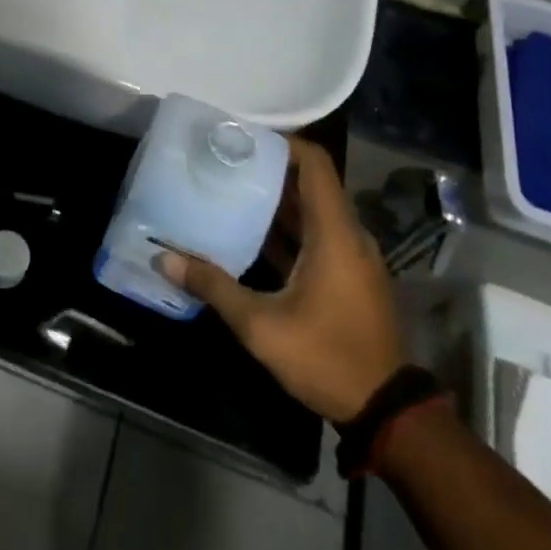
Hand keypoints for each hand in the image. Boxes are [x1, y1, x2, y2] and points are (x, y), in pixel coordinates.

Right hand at [160, 136, 404, 422]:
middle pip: (310, 182)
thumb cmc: (326, 358)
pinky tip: (249, 233)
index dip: (281, 142)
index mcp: (334, 233)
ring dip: (275, 199)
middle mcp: (348, 235)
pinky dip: (287, 227)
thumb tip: (163, 259)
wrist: (387, 412)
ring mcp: (352, 256)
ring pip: (312, 210)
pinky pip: (317, 234)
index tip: (241, 137)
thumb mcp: (261, 326)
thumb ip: (213, 286)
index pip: (315, 163)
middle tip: (222, 160)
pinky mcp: (350, 276)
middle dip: (268, 168)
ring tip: (228, 188)